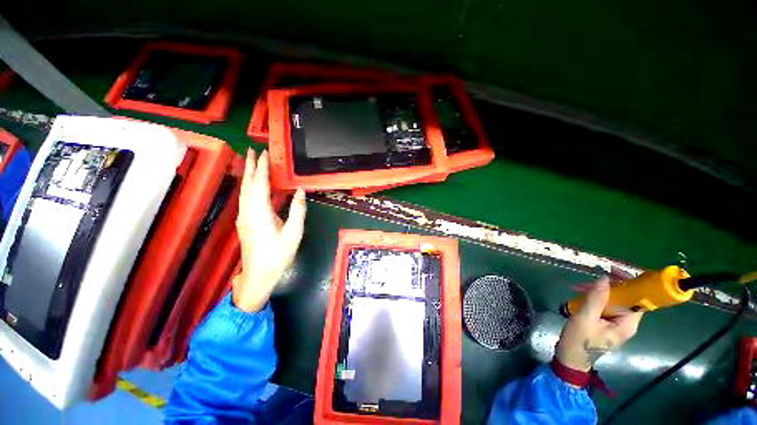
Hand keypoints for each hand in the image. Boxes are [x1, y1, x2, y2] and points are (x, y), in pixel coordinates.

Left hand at [233, 150, 306, 311]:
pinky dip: (248, 186)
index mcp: (260, 213)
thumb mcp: (294, 232)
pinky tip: (252, 184)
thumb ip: (298, 210)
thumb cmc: (279, 254)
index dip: (262, 168)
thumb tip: (301, 191)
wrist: (259, 274)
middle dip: (250, 166)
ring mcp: (243, 217)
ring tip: (251, 162)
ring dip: (248, 175)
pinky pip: (244, 198)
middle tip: (252, 150)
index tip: (264, 153)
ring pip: (243, 190)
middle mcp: (248, 211)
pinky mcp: (244, 221)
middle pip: (248, 184)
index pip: (260, 184)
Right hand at [555, 278, 642, 371]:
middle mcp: (626, 323)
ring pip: (613, 301)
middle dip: (608, 286)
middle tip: (589, 280)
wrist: (570, 359)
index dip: (630, 284)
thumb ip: (595, 299)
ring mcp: (616, 324)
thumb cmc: (579, 341)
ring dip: (597, 292)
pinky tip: (579, 296)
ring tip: (577, 288)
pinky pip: (605, 306)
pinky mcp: (606, 323)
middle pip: (625, 298)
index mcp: (627, 324)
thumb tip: (604, 278)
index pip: (638, 299)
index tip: (613, 272)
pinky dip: (593, 298)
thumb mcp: (584, 319)